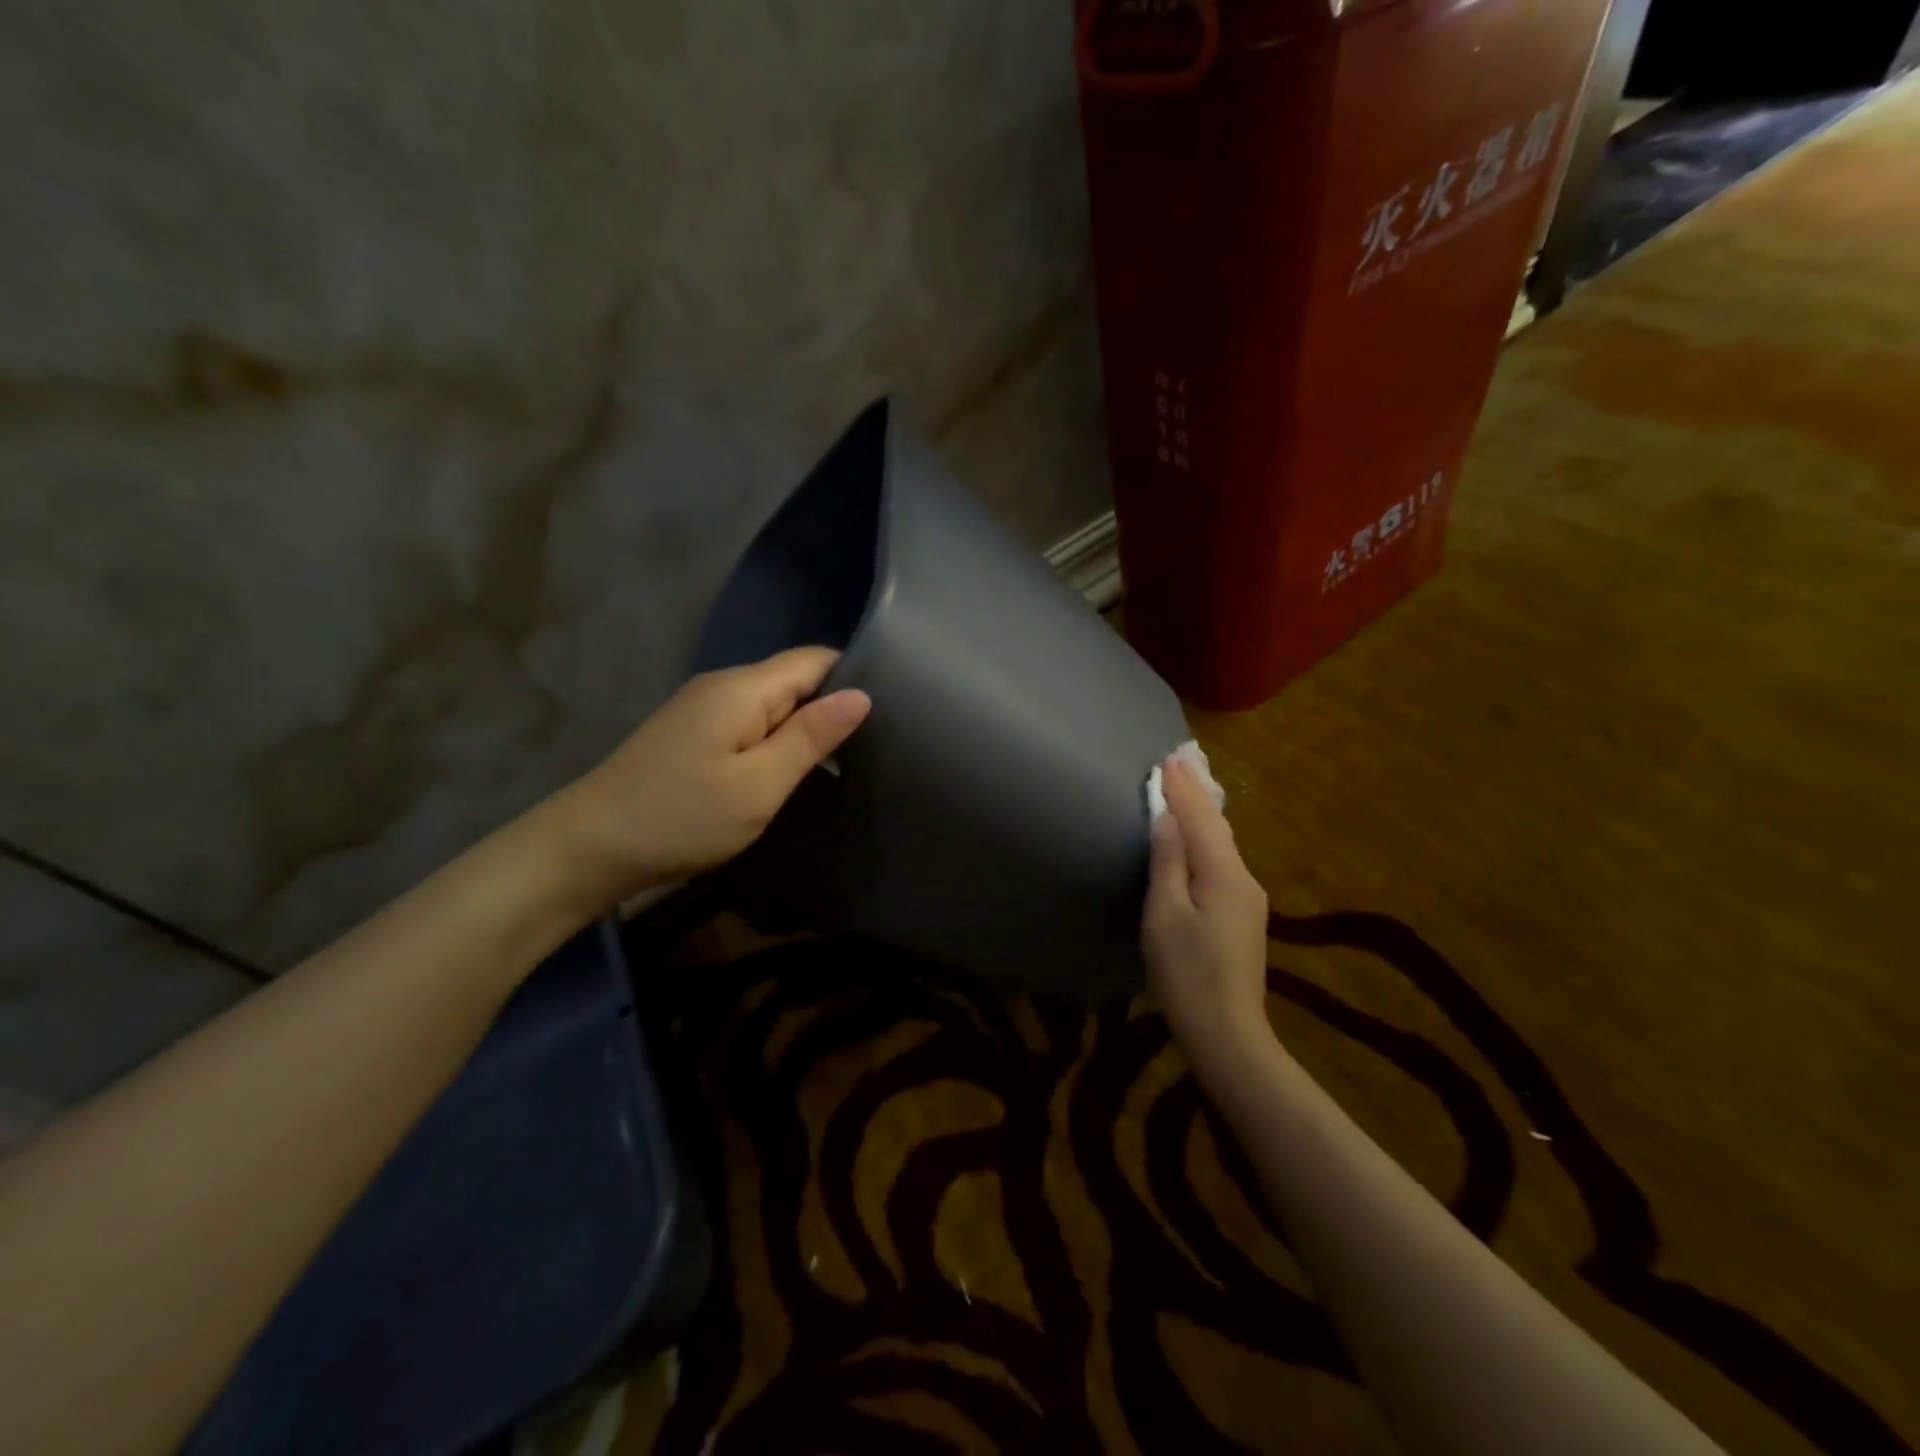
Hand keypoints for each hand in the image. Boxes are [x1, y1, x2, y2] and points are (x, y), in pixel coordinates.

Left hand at [551, 648, 870, 905]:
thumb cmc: (683, 818)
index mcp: (743, 688)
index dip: (853, 677)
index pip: (815, 659)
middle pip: (794, 678)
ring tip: (840, 762)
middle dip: (831, 706)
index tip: (888, 714)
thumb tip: (861, 695)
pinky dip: (775, 740)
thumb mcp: (759, 784)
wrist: (590, 848)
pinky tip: (788, 770)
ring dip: (804, 727)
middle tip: (870, 748)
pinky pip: (750, 722)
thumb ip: (811, 736)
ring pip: (773, 703)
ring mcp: (702, 708)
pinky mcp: (692, 732)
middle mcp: (723, 685)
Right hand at [1143, 756, 1272, 1066]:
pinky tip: (1199, 838)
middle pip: (1217, 827)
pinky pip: (1223, 863)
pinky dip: (1207, 841)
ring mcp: (1248, 899)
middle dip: (1196, 795)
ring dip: (1202, 816)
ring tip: (1187, 791)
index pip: (1200, 819)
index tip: (1168, 759)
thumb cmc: (1186, 972)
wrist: (1228, 1033)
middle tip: (1178, 764)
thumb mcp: (1165, 913)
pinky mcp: (1243, 917)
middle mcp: (1244, 878)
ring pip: (1222, 845)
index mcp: (1224, 873)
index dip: (1181, 789)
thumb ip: (1168, 861)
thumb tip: (1167, 818)